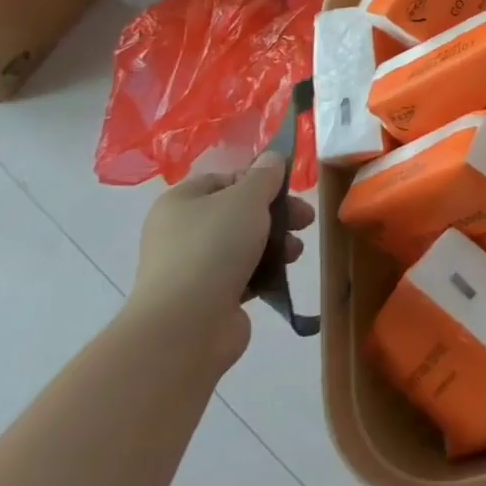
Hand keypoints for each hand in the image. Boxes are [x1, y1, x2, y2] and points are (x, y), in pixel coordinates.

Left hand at [125, 154, 313, 372]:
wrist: (185, 327)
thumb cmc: (214, 248)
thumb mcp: (247, 198)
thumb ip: (265, 175)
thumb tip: (272, 159)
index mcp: (181, 202)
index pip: (226, 178)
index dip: (260, 180)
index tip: (288, 189)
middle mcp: (180, 232)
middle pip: (239, 211)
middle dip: (276, 214)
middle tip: (305, 219)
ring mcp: (190, 268)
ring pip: (244, 244)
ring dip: (276, 243)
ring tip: (295, 252)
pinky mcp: (205, 299)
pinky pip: (241, 274)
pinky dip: (263, 271)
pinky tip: (281, 274)